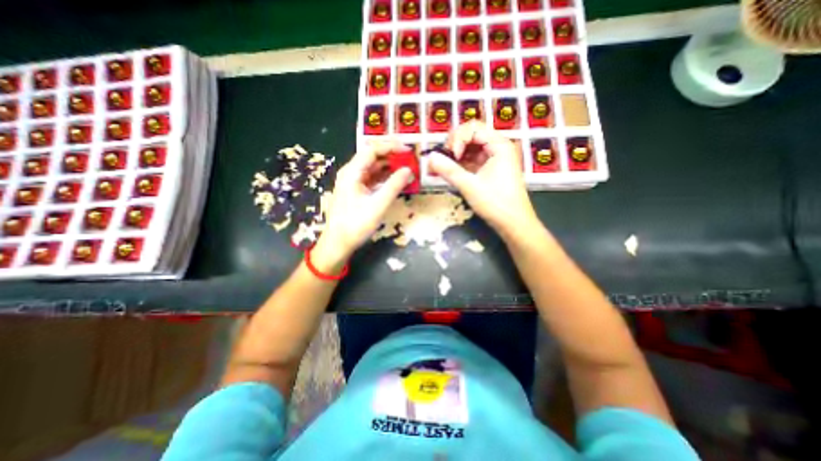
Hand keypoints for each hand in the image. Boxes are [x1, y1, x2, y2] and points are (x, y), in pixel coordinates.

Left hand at [312, 138, 412, 270]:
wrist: (338, 243)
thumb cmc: (355, 224)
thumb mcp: (377, 205)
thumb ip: (394, 186)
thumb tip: (409, 170)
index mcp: (352, 172)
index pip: (372, 150)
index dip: (390, 147)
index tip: (408, 149)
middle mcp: (352, 173)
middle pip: (373, 157)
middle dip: (392, 155)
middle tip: (410, 158)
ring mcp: (354, 183)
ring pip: (374, 168)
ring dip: (390, 167)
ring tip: (407, 167)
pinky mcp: (358, 192)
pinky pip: (373, 179)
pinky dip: (386, 178)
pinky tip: (397, 180)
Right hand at [430, 121, 540, 237]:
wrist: (514, 224)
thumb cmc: (496, 204)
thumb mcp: (470, 186)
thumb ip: (448, 170)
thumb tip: (429, 158)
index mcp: (499, 145)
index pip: (473, 128)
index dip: (458, 139)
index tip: (450, 156)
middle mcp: (498, 147)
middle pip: (471, 136)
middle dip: (454, 146)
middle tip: (442, 160)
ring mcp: (494, 159)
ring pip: (470, 149)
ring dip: (454, 156)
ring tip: (440, 167)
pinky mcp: (489, 170)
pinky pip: (471, 161)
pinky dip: (459, 165)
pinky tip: (448, 172)